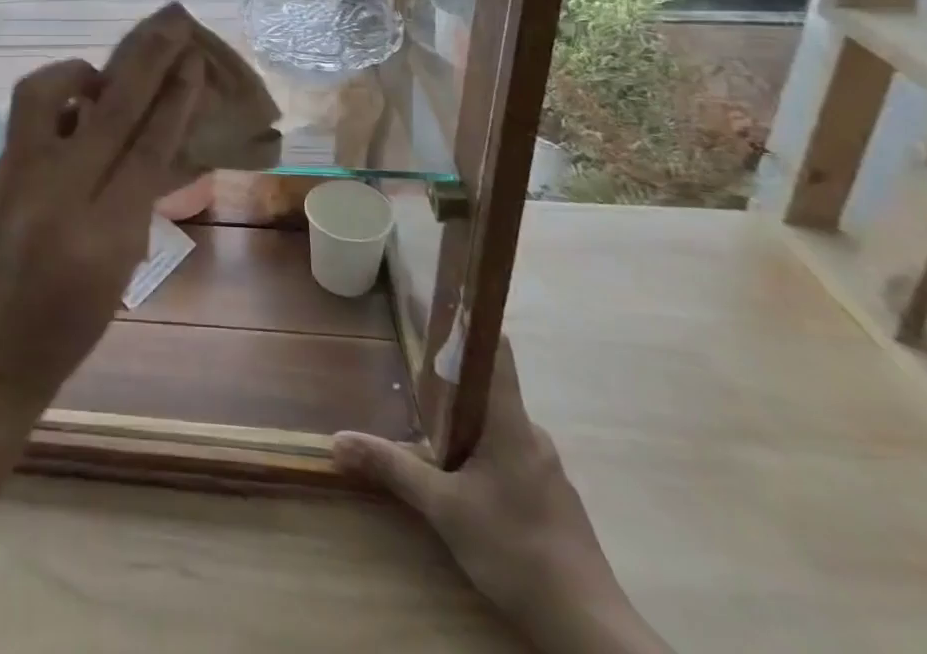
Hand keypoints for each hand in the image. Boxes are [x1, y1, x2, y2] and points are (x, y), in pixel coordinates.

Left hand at [0, 4, 206, 409]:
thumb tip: (152, 129)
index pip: (148, 150)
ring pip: (43, 94)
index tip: (192, 61)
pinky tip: (72, 113)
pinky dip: (56, 103)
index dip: (174, 100)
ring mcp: (14, 180)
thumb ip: (138, 195)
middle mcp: (55, 198)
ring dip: (79, 72)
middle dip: (146, 60)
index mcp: (103, 235)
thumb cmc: (75, 320)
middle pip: (108, 111)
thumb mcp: (123, 264)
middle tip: (169, 23)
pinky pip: (26, 118)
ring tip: (99, 80)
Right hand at [333, 343, 667, 653]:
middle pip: (491, 392)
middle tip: (414, 381)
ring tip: (431, 436)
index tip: (444, 305)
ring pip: (500, 430)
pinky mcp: (553, 502)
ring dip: (468, 428)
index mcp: (510, 422)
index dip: (472, 324)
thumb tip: (337, 439)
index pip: (496, 352)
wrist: (589, 630)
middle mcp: (532, 435)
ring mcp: (547, 470)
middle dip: (453, 385)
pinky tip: (465, 485)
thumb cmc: (516, 549)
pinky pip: (512, 459)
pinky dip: (485, 458)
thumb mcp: (443, 509)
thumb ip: (392, 468)